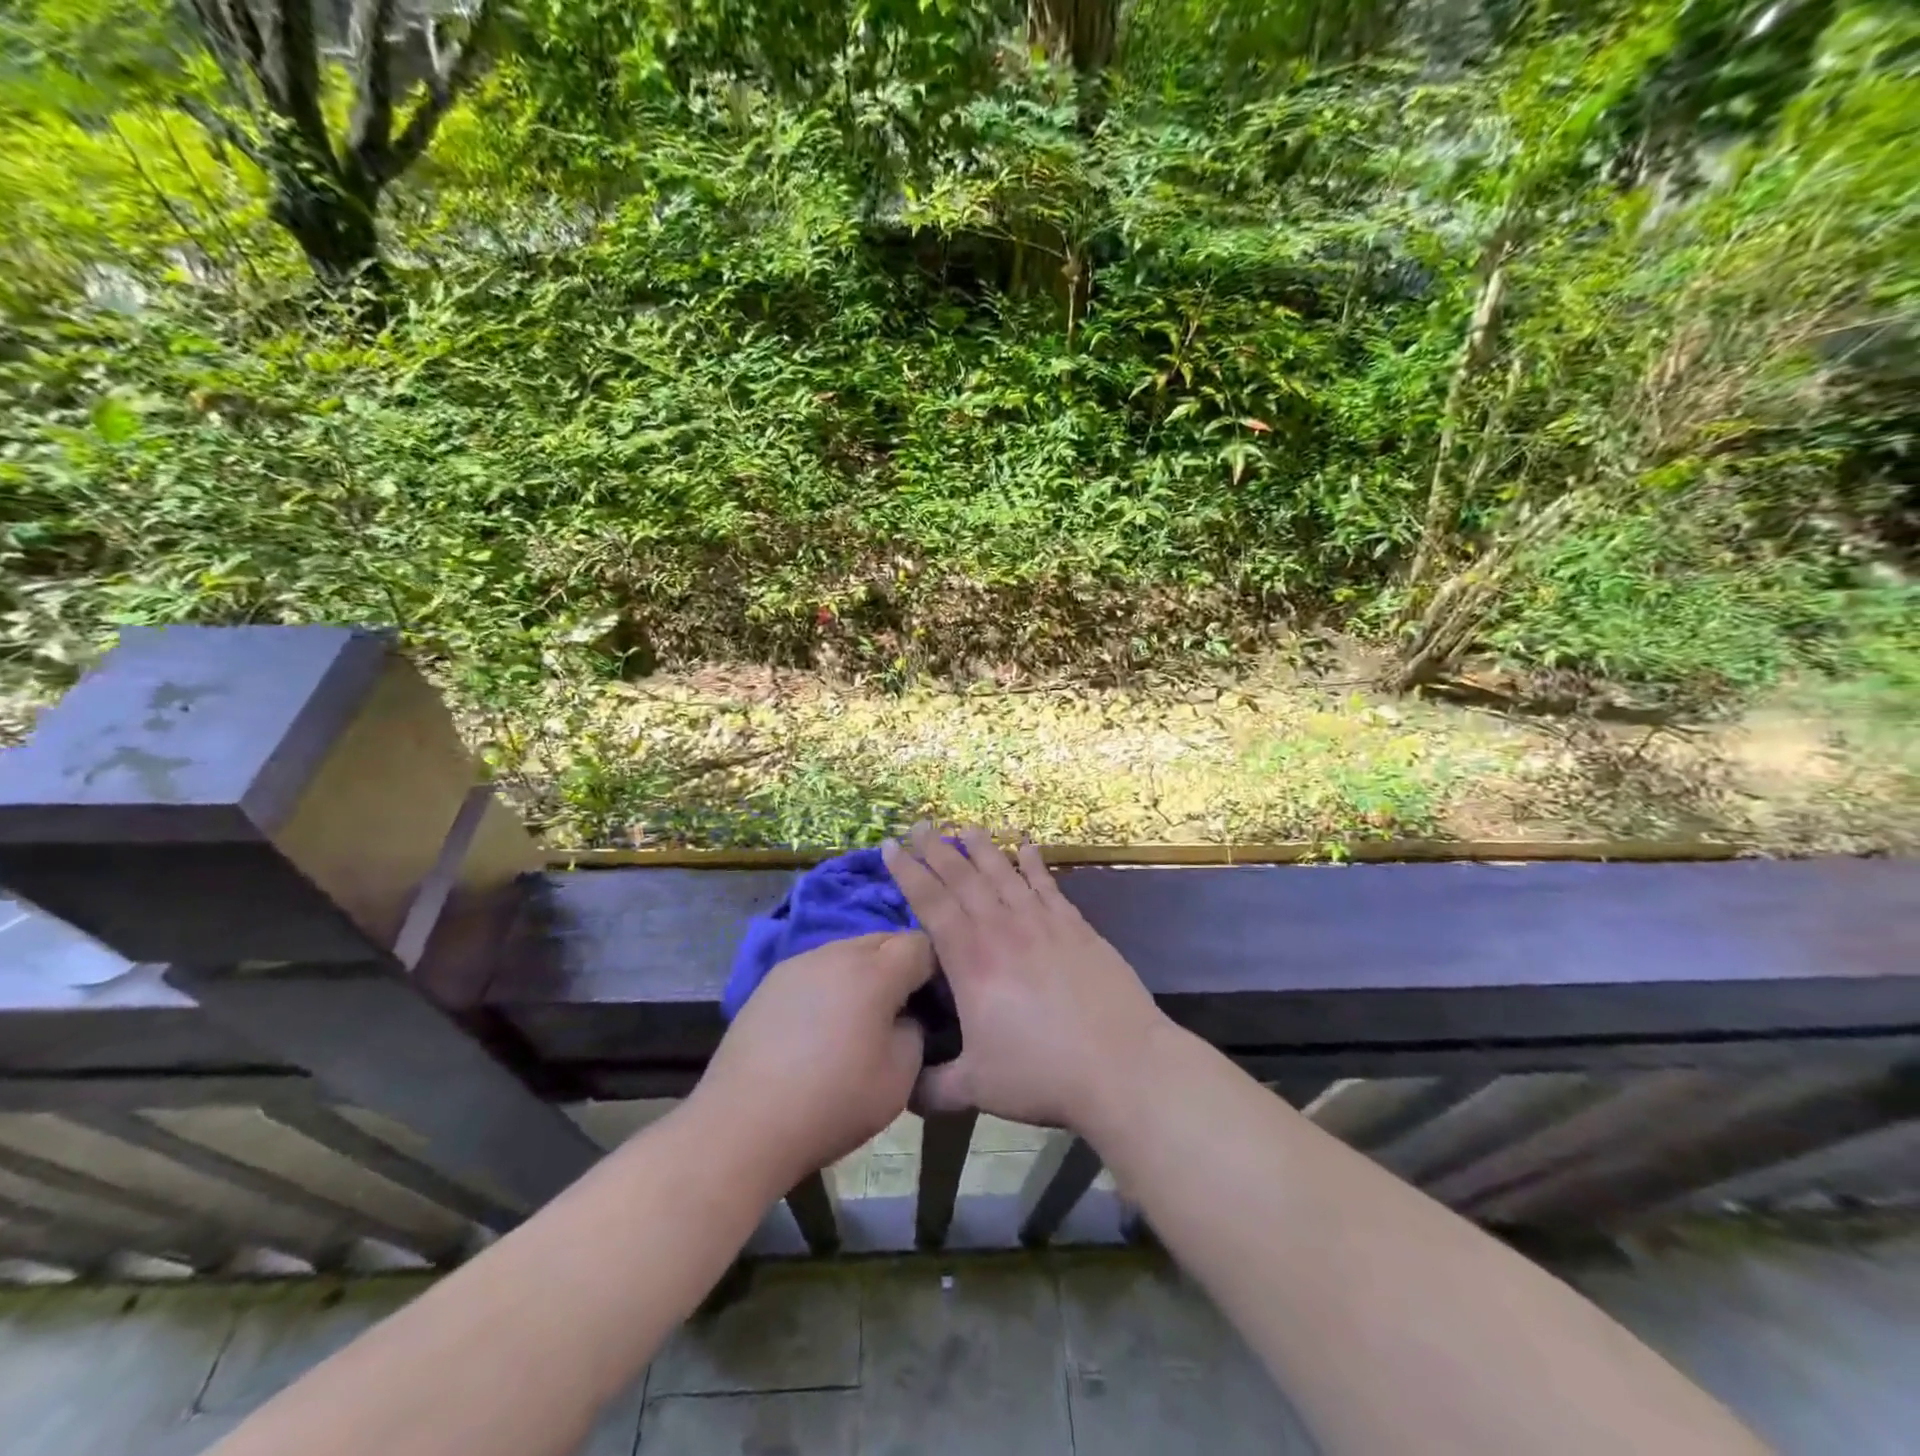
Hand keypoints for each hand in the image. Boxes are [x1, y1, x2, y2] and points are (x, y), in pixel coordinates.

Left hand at [693, 931, 932, 1192]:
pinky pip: (817, 969)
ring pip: (847, 951)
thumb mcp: (899, 1078)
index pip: (921, 944)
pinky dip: (831, 985)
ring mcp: (798, 964)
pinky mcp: (770, 982)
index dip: (935, 969)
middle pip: (884, 940)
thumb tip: (907, 1017)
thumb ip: (916, 1033)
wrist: (742, 1125)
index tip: (935, 1002)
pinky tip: (820, 1026)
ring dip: (864, 973)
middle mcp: (836, 953)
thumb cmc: (832, 1102)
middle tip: (902, 1009)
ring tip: (860, 1018)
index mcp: (874, 971)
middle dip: (901, 966)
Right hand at [880, 823, 1167, 1133]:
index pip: (932, 904)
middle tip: (919, 824)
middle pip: (964, 878)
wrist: (1121, 1066)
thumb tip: (897, 1089)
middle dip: (937, 849)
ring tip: (965, 826)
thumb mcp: (976, 1089)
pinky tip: (1026, 845)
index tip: (891, 846)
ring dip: (981, 848)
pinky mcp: (1076, 927)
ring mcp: (1043, 924)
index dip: (909, 873)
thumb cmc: (1043, 1075)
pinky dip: (1033, 862)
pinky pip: (1047, 884)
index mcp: (972, 962)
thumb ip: (931, 1088)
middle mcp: (1003, 930)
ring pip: (1004, 873)